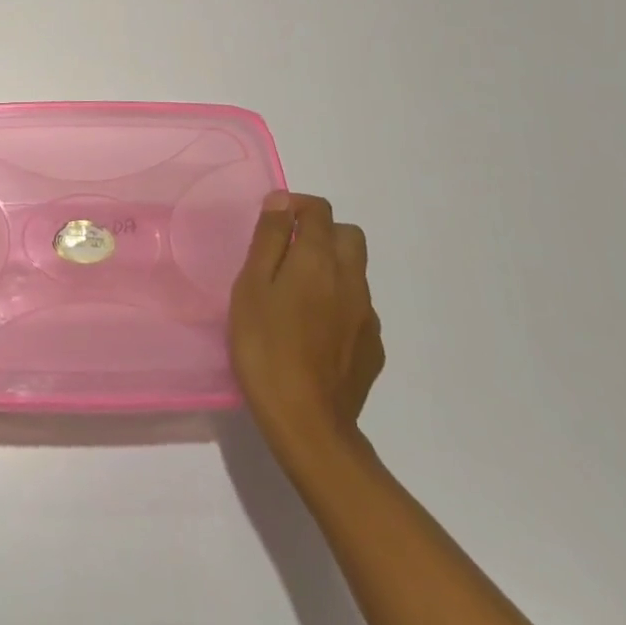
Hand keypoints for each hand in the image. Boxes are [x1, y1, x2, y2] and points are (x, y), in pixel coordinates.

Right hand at [230, 191, 383, 454]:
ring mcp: (368, 317)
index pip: (320, 211)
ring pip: (355, 273)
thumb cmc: (265, 346)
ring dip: (331, 268)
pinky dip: (339, 304)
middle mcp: (352, 280)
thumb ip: (270, 239)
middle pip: (349, 236)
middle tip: (288, 253)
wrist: (307, 423)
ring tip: (296, 295)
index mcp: (319, 260)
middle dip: (322, 233)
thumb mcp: (251, 286)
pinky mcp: (373, 349)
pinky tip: (313, 331)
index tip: (273, 220)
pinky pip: (358, 309)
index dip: (297, 206)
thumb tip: (282, 201)